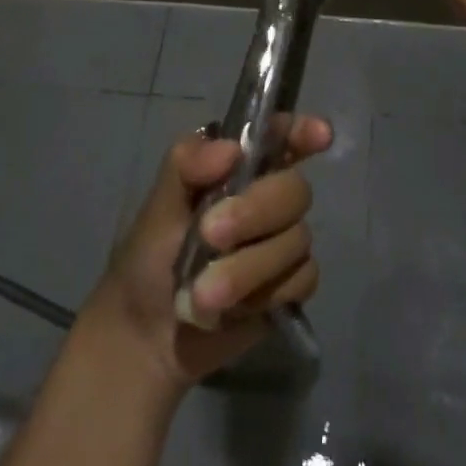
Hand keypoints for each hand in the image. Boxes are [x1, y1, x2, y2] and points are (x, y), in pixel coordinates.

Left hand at [81, 115, 330, 394]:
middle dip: (254, 213)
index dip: (304, 131)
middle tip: (211, 235)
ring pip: (297, 239)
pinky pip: (303, 279)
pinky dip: (266, 293)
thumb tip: (233, 150)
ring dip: (248, 267)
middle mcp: (267, 194)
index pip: (282, 136)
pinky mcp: (290, 284)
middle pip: (294, 189)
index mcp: (239, 164)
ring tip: (204, 292)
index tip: (319, 136)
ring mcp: (282, 239)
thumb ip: (188, 164)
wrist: (146, 334)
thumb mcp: (160, 203)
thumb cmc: (150, 254)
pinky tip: (235, 307)